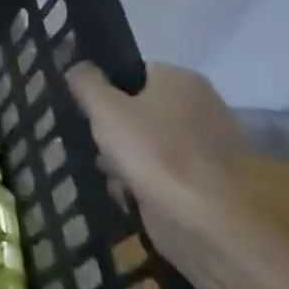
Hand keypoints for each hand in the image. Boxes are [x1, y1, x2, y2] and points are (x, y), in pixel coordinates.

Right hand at [66, 63, 251, 266]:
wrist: (206, 221)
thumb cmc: (153, 152)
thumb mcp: (104, 108)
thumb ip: (85, 81)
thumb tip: (78, 67)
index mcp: (182, 80)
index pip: (133, 73)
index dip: (105, 91)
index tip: (86, 112)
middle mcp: (203, 105)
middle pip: (139, 110)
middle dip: (113, 129)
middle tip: (95, 144)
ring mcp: (210, 145)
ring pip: (149, 142)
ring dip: (124, 157)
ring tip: (109, 173)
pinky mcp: (209, 181)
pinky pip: (165, 171)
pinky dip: (146, 180)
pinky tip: (129, 193)